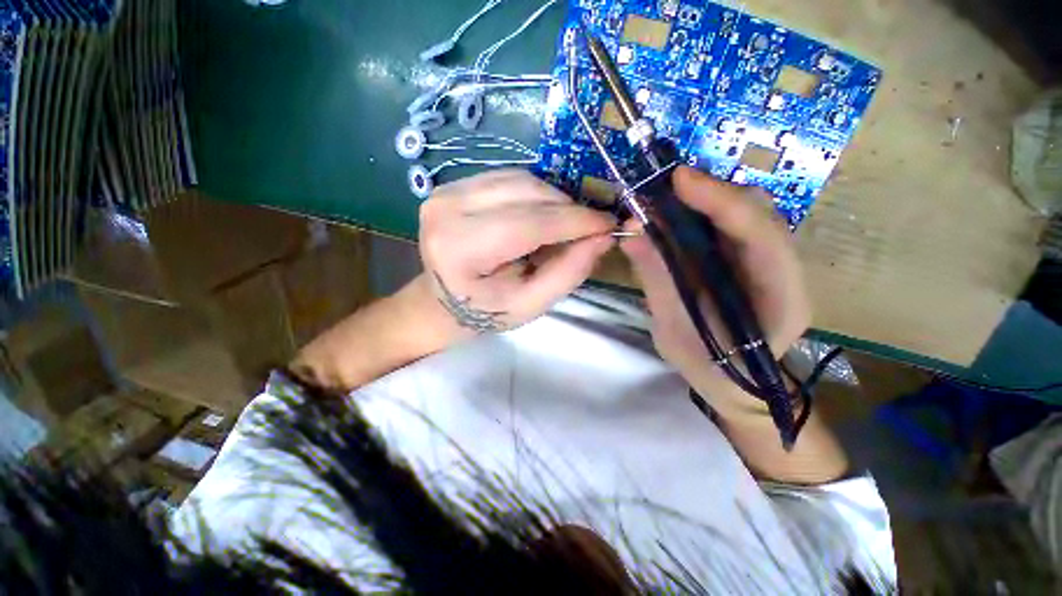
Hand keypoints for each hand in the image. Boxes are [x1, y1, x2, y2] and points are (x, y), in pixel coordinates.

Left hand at [419, 169, 614, 333]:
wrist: (442, 301)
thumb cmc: (485, 311)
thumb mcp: (531, 304)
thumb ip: (568, 272)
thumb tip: (603, 237)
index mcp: (460, 249)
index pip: (528, 224)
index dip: (573, 221)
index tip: (608, 224)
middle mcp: (447, 209)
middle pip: (525, 193)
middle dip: (567, 208)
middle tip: (590, 227)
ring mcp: (447, 191)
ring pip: (521, 179)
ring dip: (553, 199)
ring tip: (567, 224)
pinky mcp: (454, 184)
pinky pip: (509, 178)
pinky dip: (535, 193)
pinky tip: (542, 214)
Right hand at [620, 167, 810, 410]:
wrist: (735, 383)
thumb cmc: (708, 369)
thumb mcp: (674, 330)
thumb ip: (657, 280)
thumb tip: (631, 232)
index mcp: (781, 301)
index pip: (761, 237)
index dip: (722, 202)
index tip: (679, 180)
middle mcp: (786, 273)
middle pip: (760, 214)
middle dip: (712, 193)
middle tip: (664, 188)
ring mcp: (772, 263)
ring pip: (748, 213)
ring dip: (707, 198)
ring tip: (666, 197)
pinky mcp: (752, 260)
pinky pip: (732, 225)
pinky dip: (703, 213)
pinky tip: (676, 213)